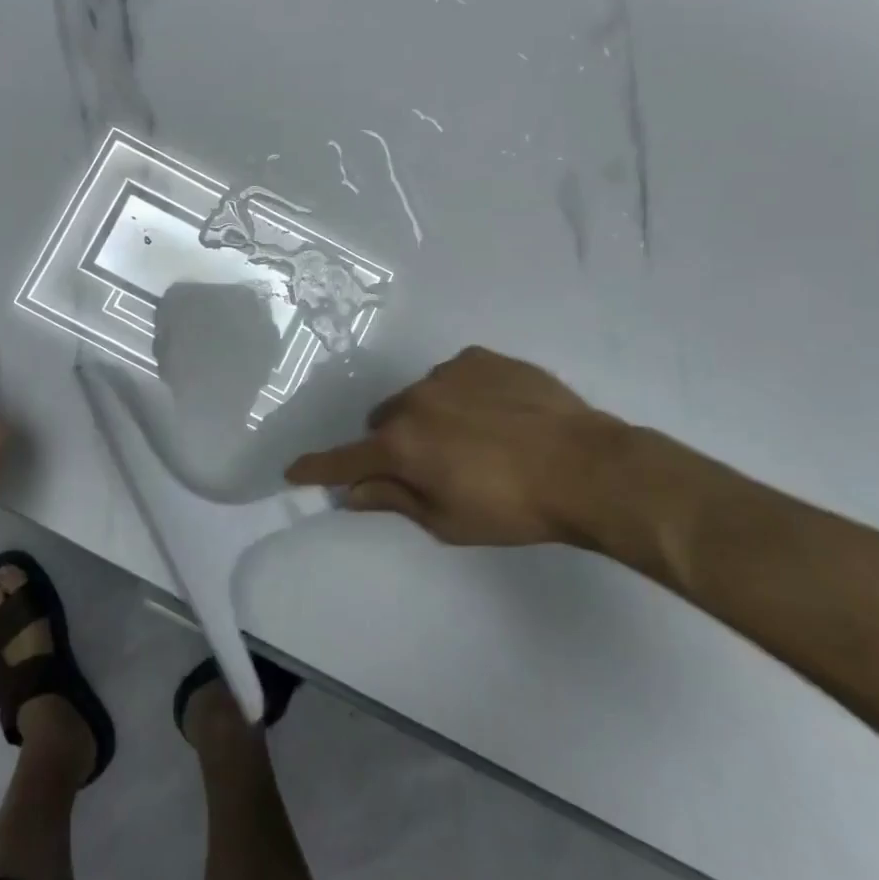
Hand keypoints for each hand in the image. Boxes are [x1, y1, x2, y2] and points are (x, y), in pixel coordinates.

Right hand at [286, 346, 635, 546]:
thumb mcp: (448, 521)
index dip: (317, 468)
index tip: (293, 470)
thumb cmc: (513, 508)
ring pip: (420, 397)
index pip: (345, 459)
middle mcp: (414, 401)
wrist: (585, 466)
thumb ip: (395, 500)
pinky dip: (462, 396)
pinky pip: (455, 377)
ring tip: (476, 440)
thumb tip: (354, 492)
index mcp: (402, 445)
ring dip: (429, 418)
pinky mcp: (480, 358)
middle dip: (394, 444)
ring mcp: (448, 373)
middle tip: (430, 467)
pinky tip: (497, 415)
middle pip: (384, 423)